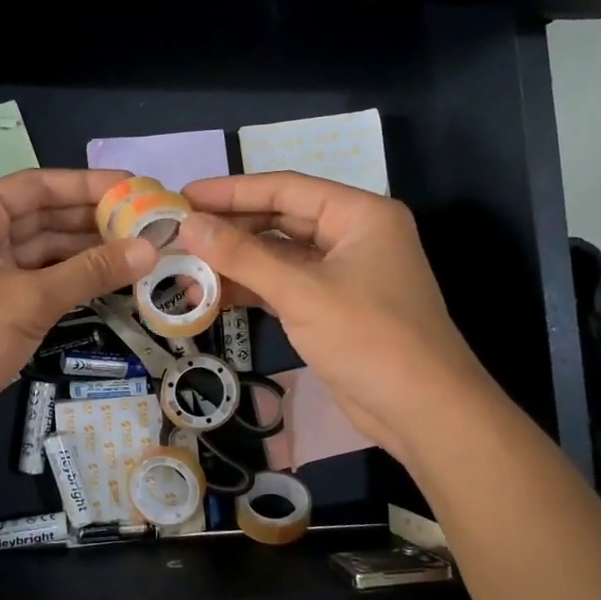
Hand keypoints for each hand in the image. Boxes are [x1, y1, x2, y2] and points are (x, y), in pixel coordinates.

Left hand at [0, 169, 156, 449]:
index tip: (134, 187)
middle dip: (93, 221)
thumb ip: (91, 270)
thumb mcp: (31, 298)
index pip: (39, 186)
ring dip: (86, 253)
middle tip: (147, 224)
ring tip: (139, 252)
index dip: (88, 185)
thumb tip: (149, 249)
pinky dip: (71, 281)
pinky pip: (39, 281)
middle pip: (44, 217)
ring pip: (44, 252)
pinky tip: (109, 281)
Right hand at [179, 173, 485, 461]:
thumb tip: (188, 225)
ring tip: (184, 264)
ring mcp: (343, 274)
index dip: (231, 190)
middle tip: (178, 232)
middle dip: (230, 227)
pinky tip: (212, 293)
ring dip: (236, 261)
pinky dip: (251, 288)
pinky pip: (284, 286)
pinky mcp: (332, 308)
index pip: (285, 188)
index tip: (184, 196)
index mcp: (359, 215)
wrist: (423, 412)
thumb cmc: (369, 338)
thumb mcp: (301, 292)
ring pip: (279, 255)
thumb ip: (242, 256)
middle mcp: (353, 236)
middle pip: (280, 219)